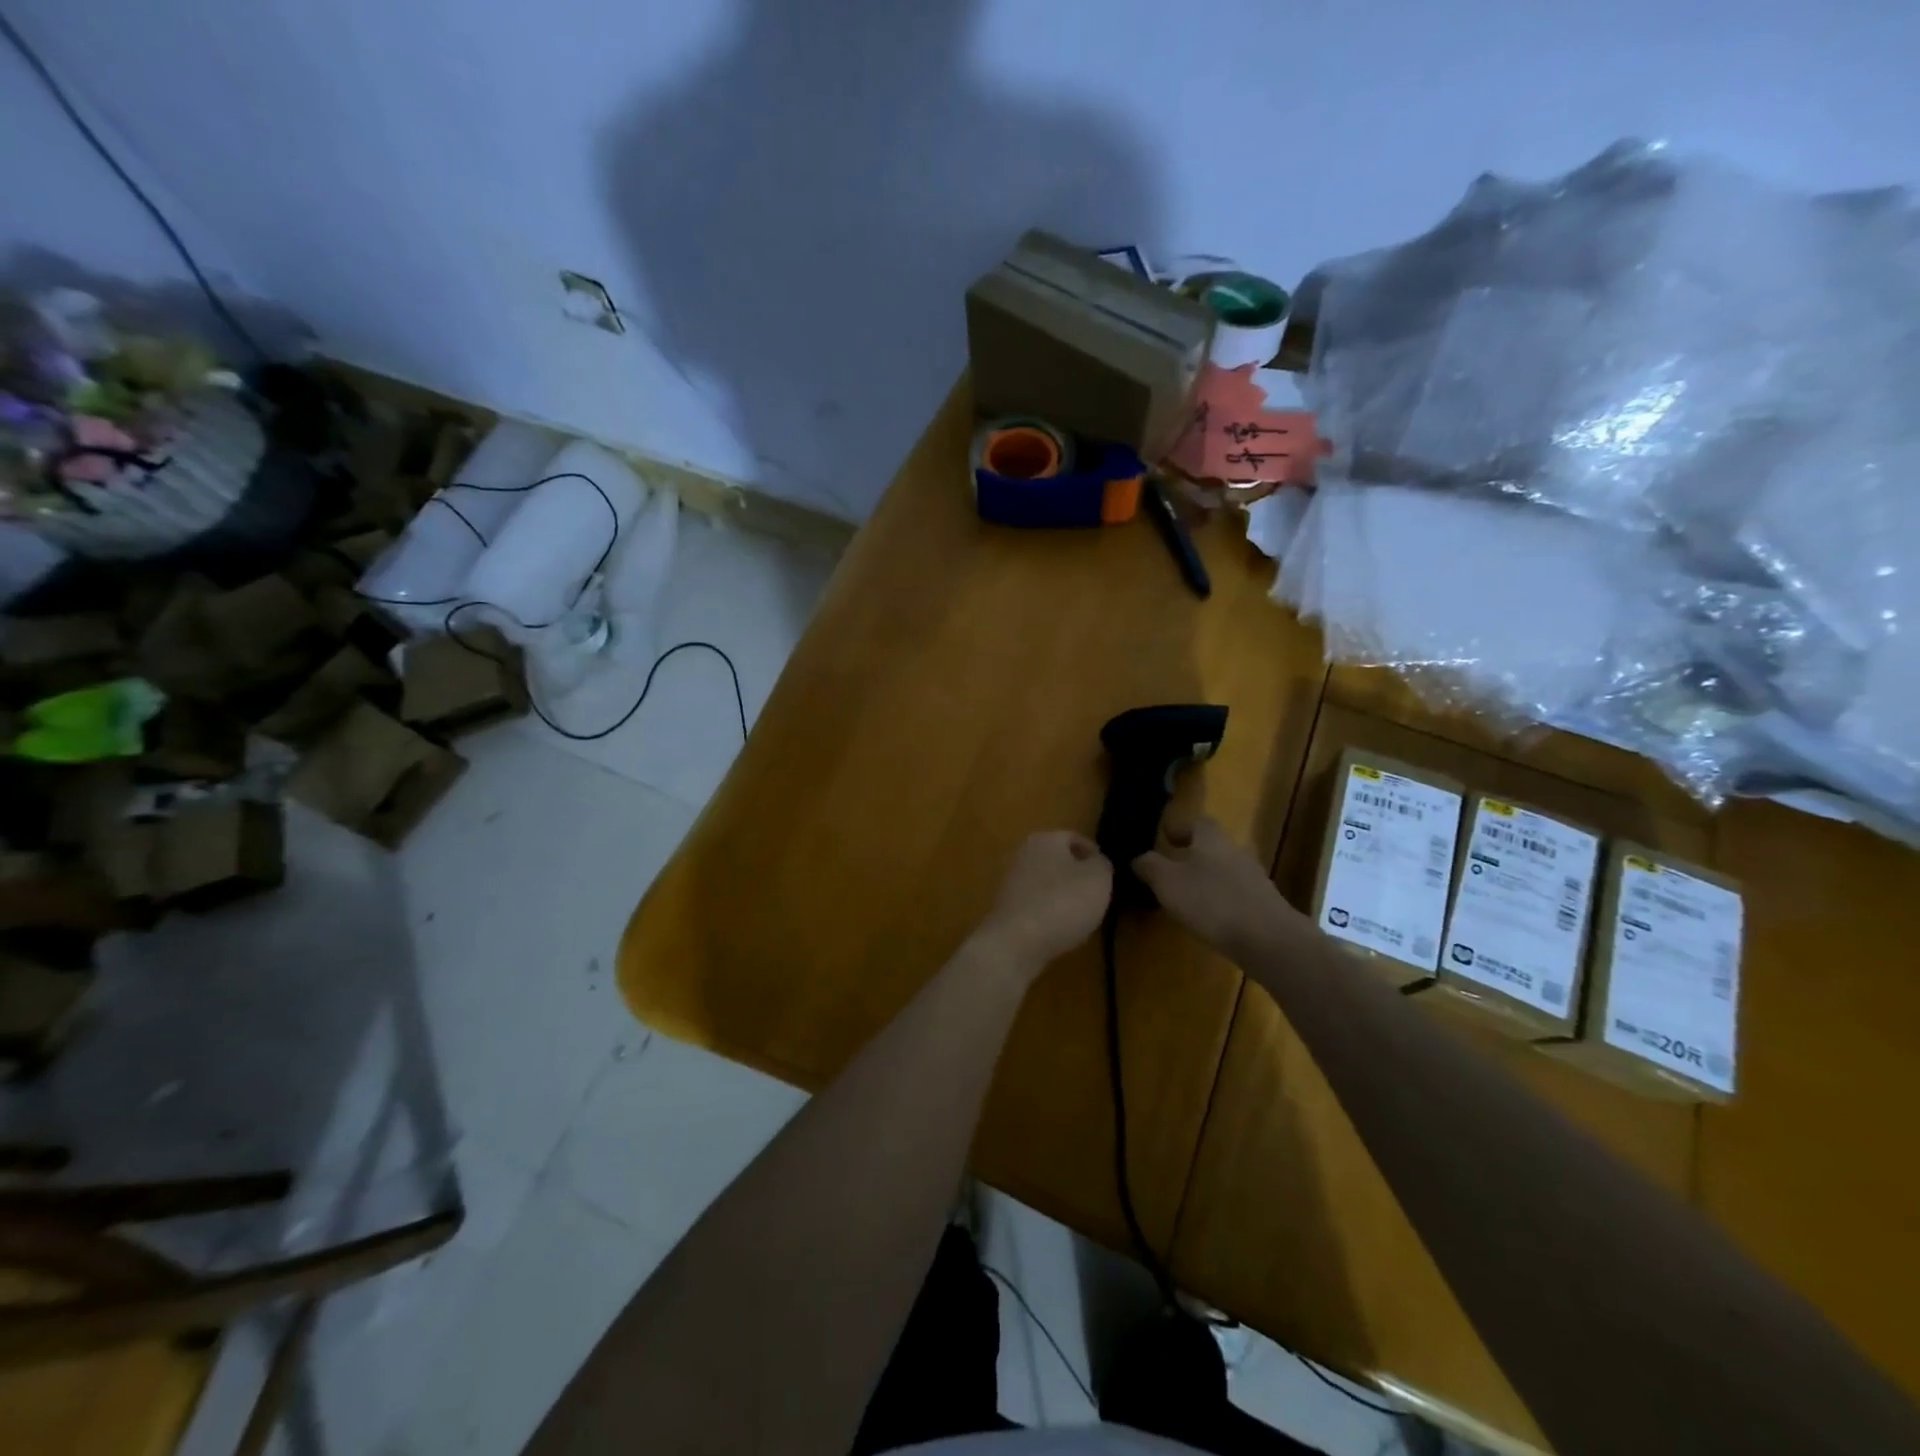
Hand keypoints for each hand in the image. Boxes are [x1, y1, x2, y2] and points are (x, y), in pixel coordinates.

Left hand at [976, 831, 1112, 974]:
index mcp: (1045, 839)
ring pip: (1046, 883)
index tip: (1108, 875)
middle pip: (1058, 860)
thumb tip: (1095, 861)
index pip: (1074, 838)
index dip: (1094, 854)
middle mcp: (1023, 854)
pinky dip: (1049, 913)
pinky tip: (1060, 929)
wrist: (1016, 942)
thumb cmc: (1063, 902)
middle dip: (1078, 876)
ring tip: (1082, 916)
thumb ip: (1102, 864)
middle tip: (1098, 895)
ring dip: (1063, 896)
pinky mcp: (1006, 908)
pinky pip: (1036, 904)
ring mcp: (1011, 882)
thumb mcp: (1098, 878)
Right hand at [1133, 817, 1301, 959]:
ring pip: (1224, 870)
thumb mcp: (1167, 882)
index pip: (1197, 821)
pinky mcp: (1264, 904)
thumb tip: (1139, 858)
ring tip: (1187, 898)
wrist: (1268, 939)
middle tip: (1171, 870)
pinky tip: (1211, 919)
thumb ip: (1150, 866)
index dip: (1180, 827)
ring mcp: (1254, 878)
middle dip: (1192, 855)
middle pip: (1212, 846)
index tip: (1165, 839)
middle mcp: (1235, 850)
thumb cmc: (1211, 901)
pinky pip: (1236, 894)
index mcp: (1212, 838)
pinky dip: (1221, 900)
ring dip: (1207, 879)